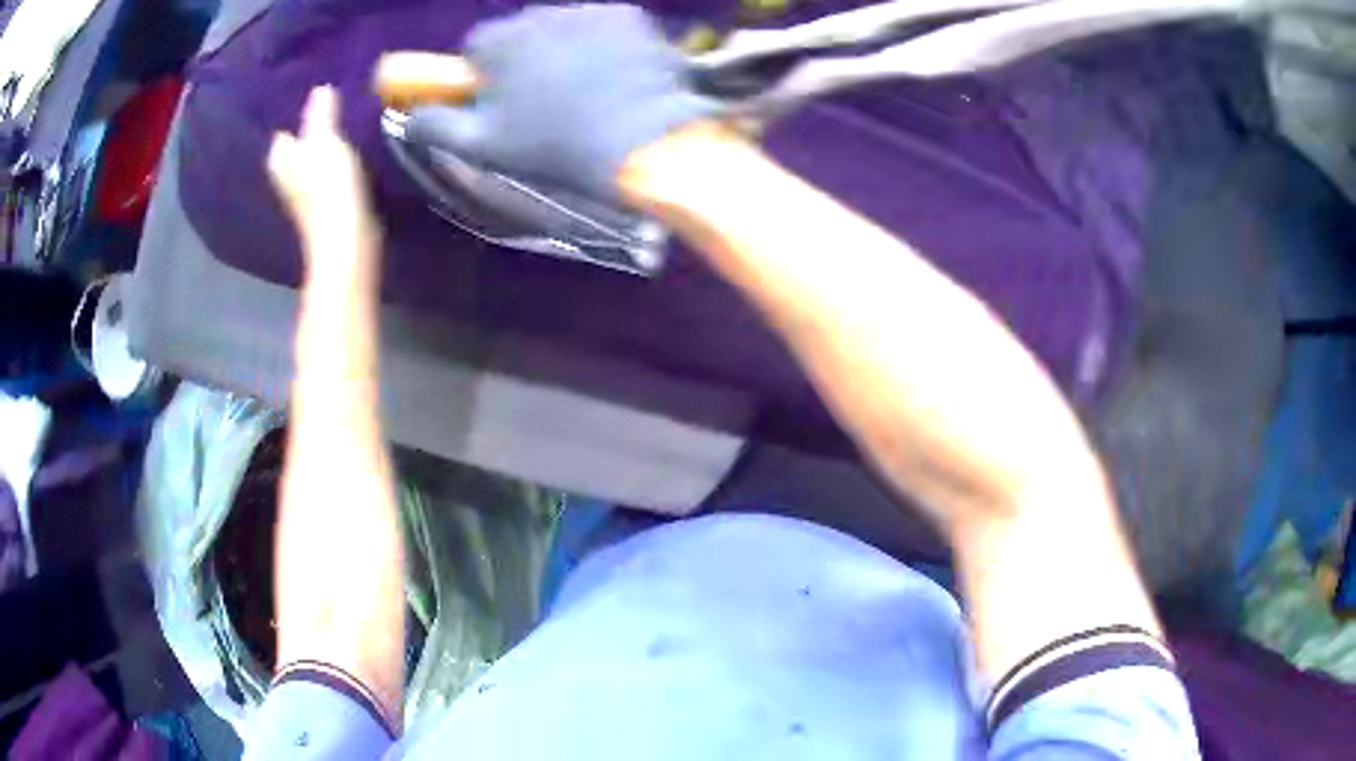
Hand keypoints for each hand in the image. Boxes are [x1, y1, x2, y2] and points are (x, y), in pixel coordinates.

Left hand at [267, 86, 381, 277]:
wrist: (345, 241)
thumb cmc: (329, 188)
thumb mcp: (327, 140)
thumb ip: (321, 114)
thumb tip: (320, 88)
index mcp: (279, 158)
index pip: (283, 128)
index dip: (300, 114)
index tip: (320, 99)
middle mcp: (284, 175)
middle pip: (296, 144)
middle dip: (310, 130)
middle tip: (335, 107)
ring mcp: (302, 192)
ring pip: (311, 159)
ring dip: (323, 147)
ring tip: (345, 126)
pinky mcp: (322, 205)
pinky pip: (325, 174)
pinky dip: (333, 164)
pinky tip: (349, 156)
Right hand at [403, 4, 721, 201]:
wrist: (642, 144)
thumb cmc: (553, 147)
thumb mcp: (482, 146)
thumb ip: (435, 125)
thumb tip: (405, 115)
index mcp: (500, 40)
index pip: (477, 48)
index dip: (486, 75)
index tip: (502, 102)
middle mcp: (541, 13)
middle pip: (521, 33)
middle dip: (525, 59)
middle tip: (545, 101)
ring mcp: (590, 9)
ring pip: (563, 27)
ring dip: (564, 49)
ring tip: (584, 92)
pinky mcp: (631, 15)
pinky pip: (604, 25)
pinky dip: (604, 44)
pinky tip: (614, 77)